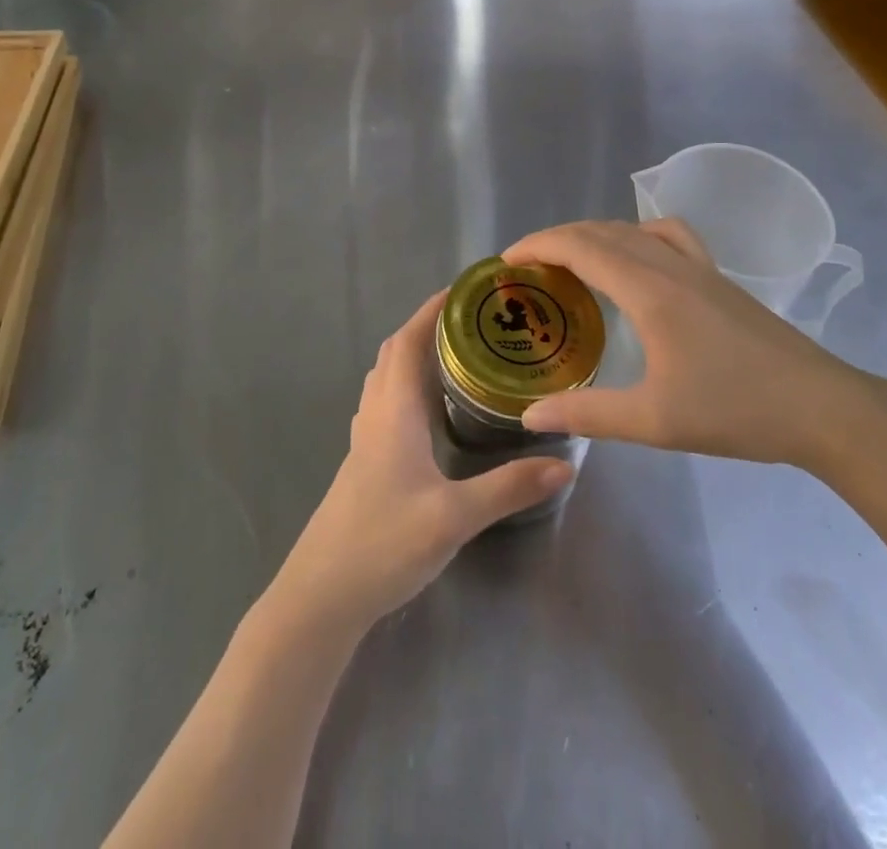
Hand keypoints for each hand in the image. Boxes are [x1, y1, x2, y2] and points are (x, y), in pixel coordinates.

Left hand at [267, 292, 573, 636]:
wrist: (321, 596)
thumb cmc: (382, 543)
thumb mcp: (453, 517)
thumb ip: (508, 489)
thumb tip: (565, 463)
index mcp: (393, 410)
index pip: (408, 341)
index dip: (432, 310)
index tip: (466, 291)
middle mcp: (376, 414)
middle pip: (396, 352)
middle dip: (429, 326)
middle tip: (474, 322)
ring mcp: (366, 438)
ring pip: (387, 377)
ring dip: (416, 354)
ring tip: (459, 355)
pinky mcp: (365, 461)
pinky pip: (386, 402)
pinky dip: (408, 385)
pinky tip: (432, 410)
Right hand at [505, 219, 872, 471]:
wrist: (821, 407)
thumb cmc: (736, 411)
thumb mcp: (654, 420)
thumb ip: (587, 414)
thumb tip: (530, 417)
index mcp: (649, 290)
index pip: (581, 247)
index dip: (538, 245)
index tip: (506, 260)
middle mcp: (669, 265)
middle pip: (601, 231)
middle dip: (557, 239)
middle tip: (527, 266)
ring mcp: (698, 266)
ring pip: (633, 229)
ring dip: (593, 235)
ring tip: (570, 261)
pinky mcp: (717, 277)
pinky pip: (668, 235)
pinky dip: (637, 234)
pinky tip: (636, 258)